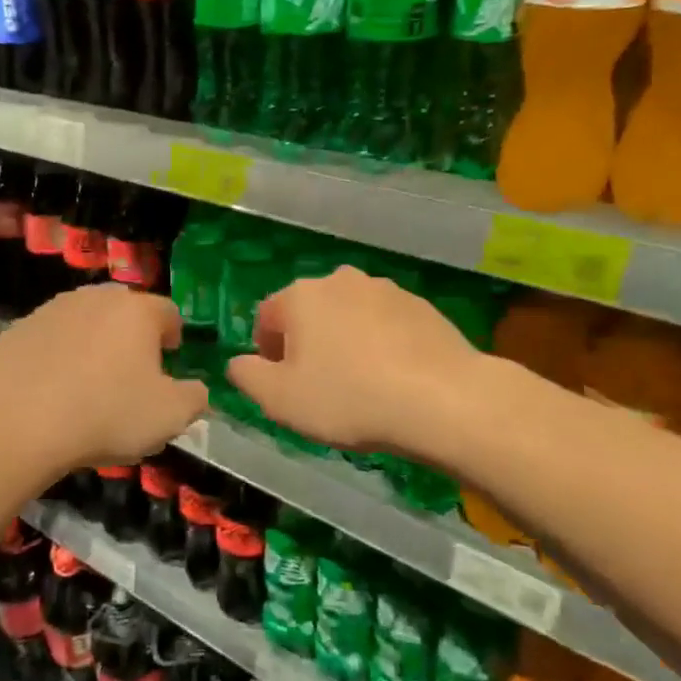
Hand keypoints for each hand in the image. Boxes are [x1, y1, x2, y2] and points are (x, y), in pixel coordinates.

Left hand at [0, 284, 208, 469]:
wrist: (19, 422)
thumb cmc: (106, 414)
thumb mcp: (170, 416)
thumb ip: (195, 397)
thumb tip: (196, 389)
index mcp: (137, 311)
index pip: (169, 312)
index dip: (174, 337)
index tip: (169, 362)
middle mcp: (96, 297)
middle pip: (125, 311)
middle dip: (132, 336)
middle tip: (131, 374)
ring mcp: (53, 309)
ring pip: (85, 321)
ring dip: (94, 343)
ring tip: (89, 383)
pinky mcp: (19, 328)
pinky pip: (51, 338)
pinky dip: (58, 355)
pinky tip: (52, 388)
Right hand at [227, 266, 478, 455]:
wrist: (443, 400)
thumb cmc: (348, 397)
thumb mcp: (279, 399)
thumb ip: (247, 376)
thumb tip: (238, 362)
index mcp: (300, 297)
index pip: (266, 317)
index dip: (266, 351)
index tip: (281, 383)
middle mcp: (340, 281)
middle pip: (309, 312)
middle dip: (307, 344)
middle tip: (318, 385)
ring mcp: (385, 290)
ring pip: (348, 316)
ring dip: (344, 342)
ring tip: (360, 384)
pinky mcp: (421, 306)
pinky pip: (385, 325)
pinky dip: (380, 345)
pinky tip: (393, 379)